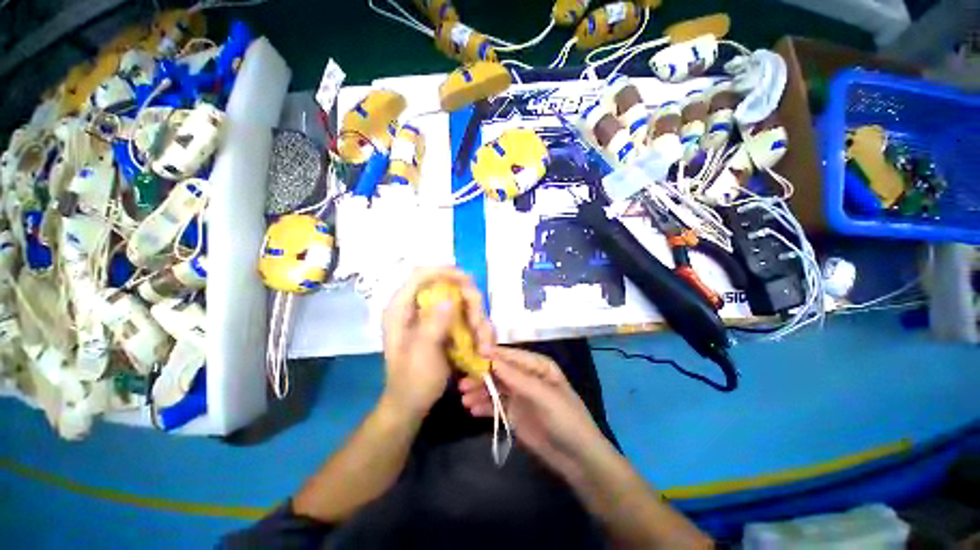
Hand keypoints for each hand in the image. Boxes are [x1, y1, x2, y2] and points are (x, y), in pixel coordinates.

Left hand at [381, 267, 494, 417]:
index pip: (421, 275)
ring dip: (478, 319)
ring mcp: (434, 316)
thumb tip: (449, 298)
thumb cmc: (412, 382)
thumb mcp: (421, 355)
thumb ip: (433, 325)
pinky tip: (482, 346)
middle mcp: (418, 307)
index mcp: (401, 309)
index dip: (444, 271)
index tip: (468, 281)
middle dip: (470, 302)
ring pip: (463, 301)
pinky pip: (468, 316)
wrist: (412, 404)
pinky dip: (479, 328)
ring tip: (483, 345)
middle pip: (450, 285)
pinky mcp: (446, 325)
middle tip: (478, 325)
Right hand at [459, 347, 610, 477]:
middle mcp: (527, 377)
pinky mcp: (515, 414)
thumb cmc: (565, 418)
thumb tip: (490, 359)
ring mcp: (520, 396)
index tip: (471, 354)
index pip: (511, 356)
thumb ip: (516, 377)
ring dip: (480, 392)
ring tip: (463, 399)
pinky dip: (484, 407)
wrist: (577, 458)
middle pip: (500, 372)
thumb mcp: (542, 395)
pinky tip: (472, 410)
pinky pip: (496, 406)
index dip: (492, 355)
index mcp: (538, 366)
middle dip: (482, 376)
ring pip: (495, 389)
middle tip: (462, 383)